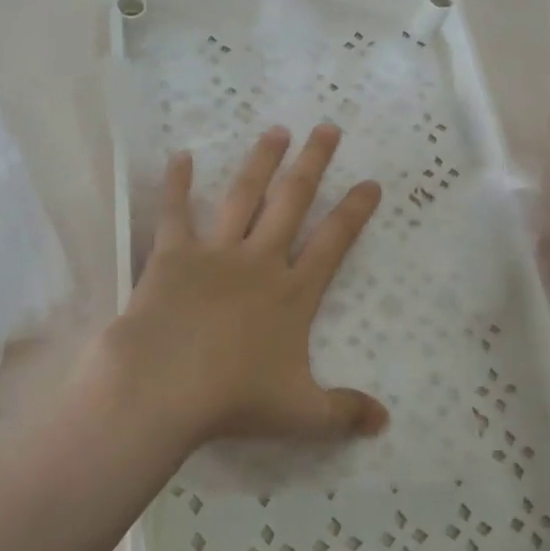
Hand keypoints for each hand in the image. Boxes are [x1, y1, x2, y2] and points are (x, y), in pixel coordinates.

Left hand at [89, 124, 387, 451]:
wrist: (165, 385)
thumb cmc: (234, 399)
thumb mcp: (300, 414)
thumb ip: (344, 413)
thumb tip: (384, 422)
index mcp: (293, 294)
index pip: (333, 243)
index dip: (354, 211)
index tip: (369, 182)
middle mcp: (259, 261)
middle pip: (292, 201)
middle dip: (313, 163)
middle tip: (327, 128)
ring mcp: (215, 253)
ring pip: (243, 195)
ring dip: (261, 161)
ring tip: (275, 131)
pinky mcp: (173, 254)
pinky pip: (175, 211)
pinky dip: (176, 182)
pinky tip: (180, 156)